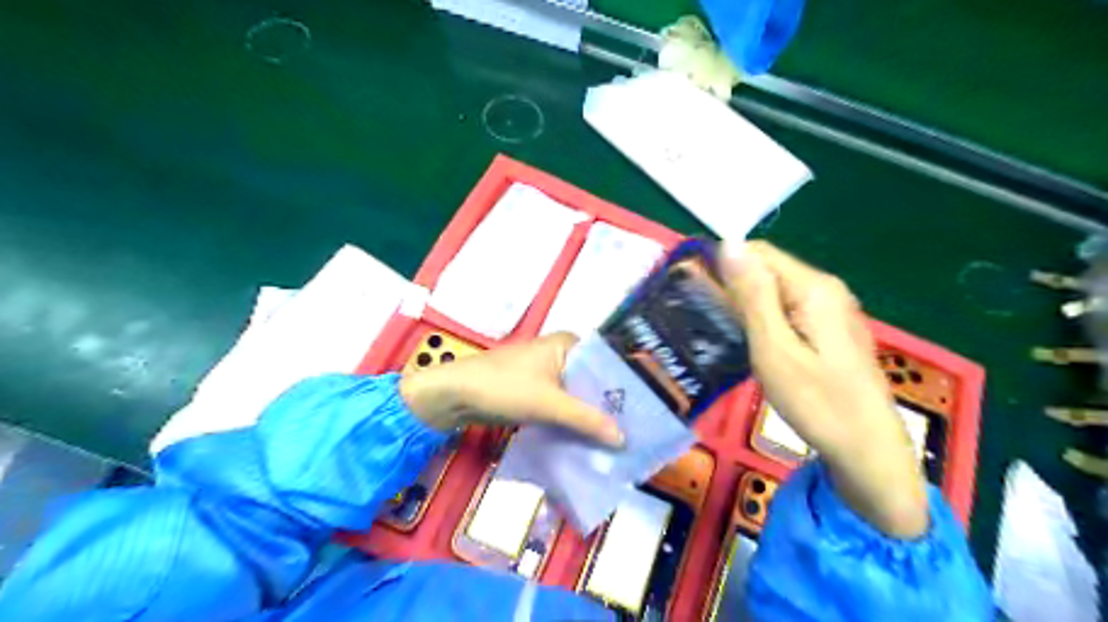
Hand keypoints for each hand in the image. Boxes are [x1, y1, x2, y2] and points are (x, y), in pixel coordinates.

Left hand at [399, 336, 620, 445]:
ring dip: (592, 417)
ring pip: (579, 396)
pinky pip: (563, 406)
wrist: (454, 395)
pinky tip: (590, 442)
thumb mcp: (548, 403)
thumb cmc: (503, 387)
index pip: (607, 363)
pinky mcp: (536, 392)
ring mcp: (548, 374)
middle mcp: (561, 355)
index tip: (648, 411)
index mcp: (568, 344)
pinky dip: (573, 422)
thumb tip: (623, 439)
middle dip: (610, 406)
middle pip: (594, 382)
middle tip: (637, 432)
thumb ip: (586, 420)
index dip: (627, 386)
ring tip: (620, 441)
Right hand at [725, 240, 927, 535]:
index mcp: (813, 287)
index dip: (723, 265)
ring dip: (747, 305)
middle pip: (769, 270)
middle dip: (735, 287)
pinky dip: (765, 319)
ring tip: (722, 331)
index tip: (696, 292)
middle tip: (707, 320)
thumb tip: (728, 243)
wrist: (868, 450)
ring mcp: (833, 309)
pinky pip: (789, 309)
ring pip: (777, 291)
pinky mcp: (831, 329)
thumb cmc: (817, 402)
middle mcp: (827, 289)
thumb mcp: (774, 349)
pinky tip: (753, 343)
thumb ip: (752, 296)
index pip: (758, 252)